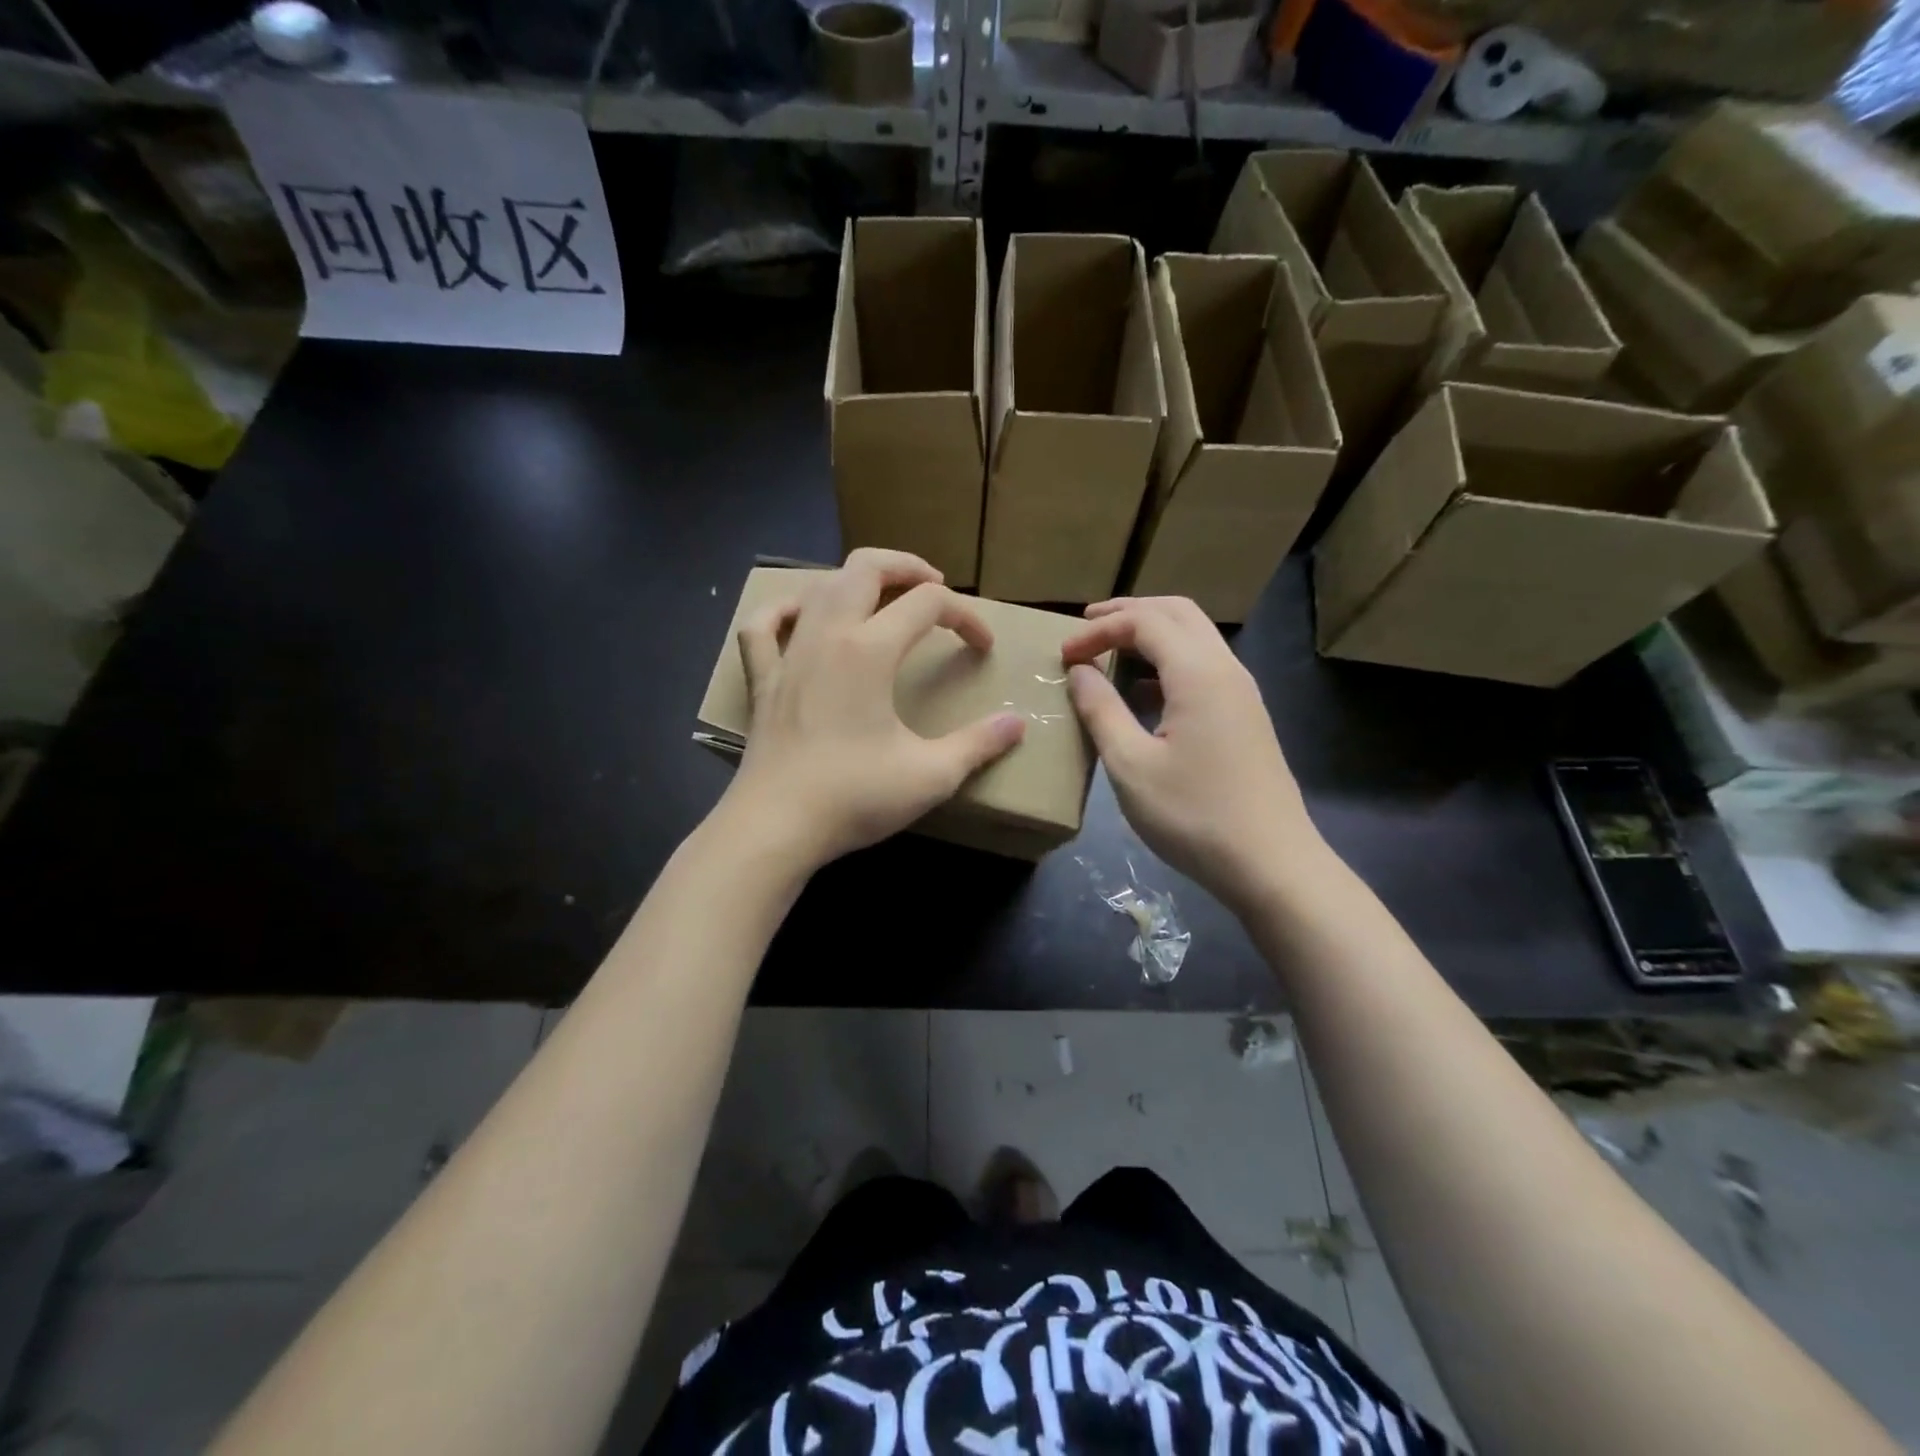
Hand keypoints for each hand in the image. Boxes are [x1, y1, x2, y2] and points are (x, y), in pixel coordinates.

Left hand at [718, 549, 1025, 869]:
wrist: (776, 826)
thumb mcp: (931, 775)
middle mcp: (827, 636)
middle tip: (936, 585)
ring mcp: (788, 654)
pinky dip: (784, 610)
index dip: (966, 617)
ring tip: (883, 598)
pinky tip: (800, 616)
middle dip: (908, 567)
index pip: (929, 604)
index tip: (983, 648)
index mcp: (870, 650)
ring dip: (856, 580)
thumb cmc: (854, 797)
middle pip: (866, 567)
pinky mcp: (762, 680)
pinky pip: (763, 626)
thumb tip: (1016, 724)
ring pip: (819, 586)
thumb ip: (978, 745)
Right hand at [1061, 596, 1323, 912]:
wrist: (1271, 864)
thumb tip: (1080, 670)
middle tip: (1086, 625)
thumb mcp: (1131, 765)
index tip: (1063, 656)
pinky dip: (1169, 661)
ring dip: (1151, 633)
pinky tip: (1144, 691)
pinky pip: (1204, 667)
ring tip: (1110, 649)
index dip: (1099, 630)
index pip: (1144, 621)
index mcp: (1199, 673)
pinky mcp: (1246, 716)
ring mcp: (1242, 693)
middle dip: (1128, 612)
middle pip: (1177, 613)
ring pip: (1195, 637)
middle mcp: (1226, 669)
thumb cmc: (1193, 815)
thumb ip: (1101, 710)